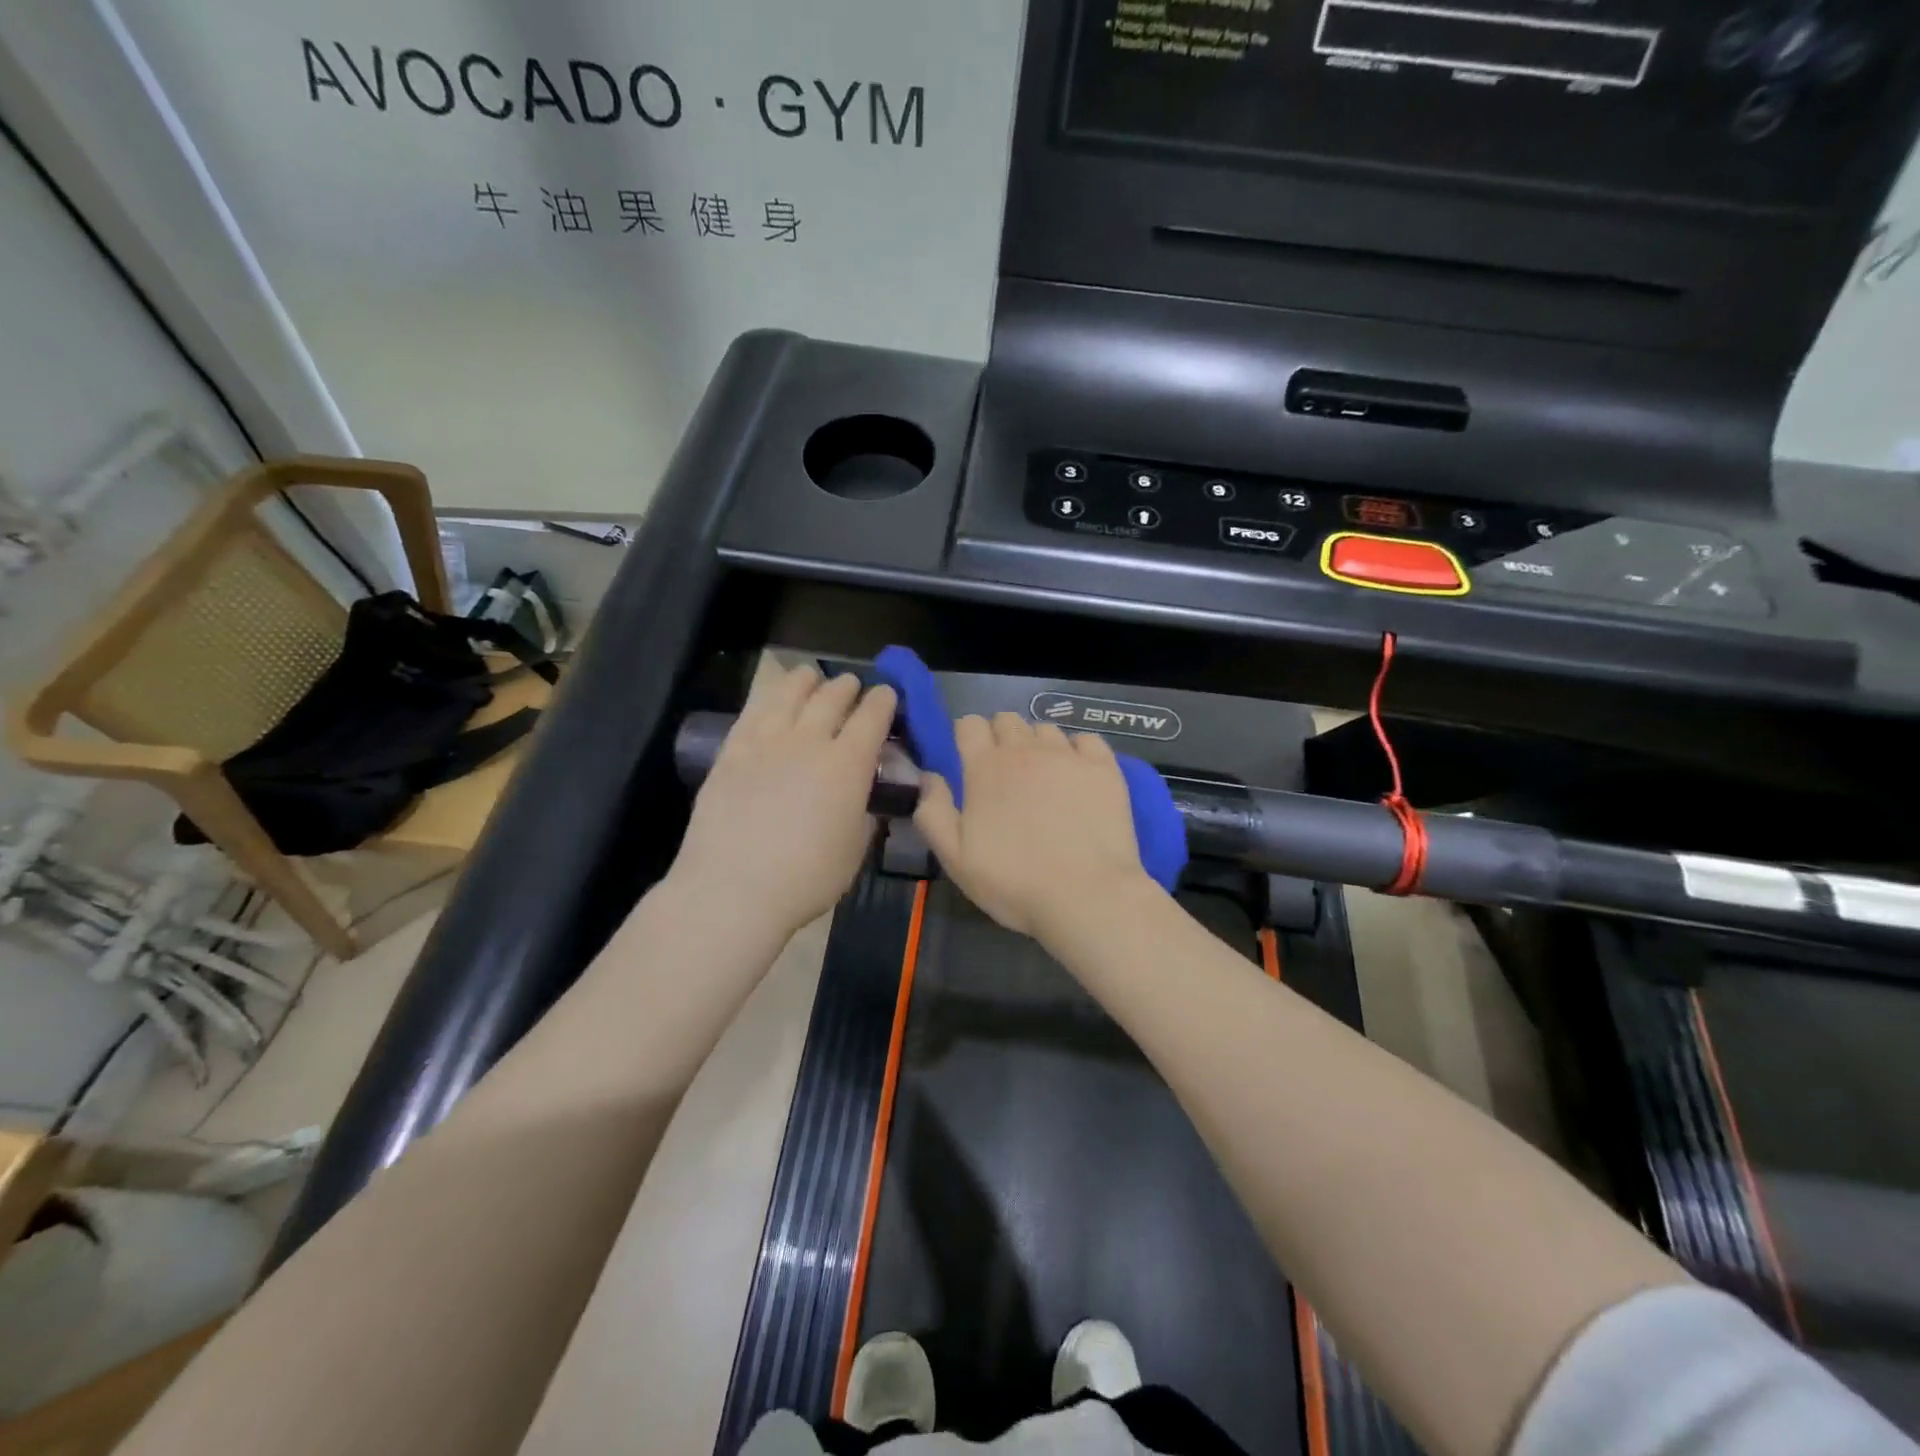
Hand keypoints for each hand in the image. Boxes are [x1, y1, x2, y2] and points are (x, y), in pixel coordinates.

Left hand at [674, 663, 897, 939]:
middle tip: (853, 686)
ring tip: (811, 677)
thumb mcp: (854, 850)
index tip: (887, 695)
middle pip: (832, 698)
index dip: (883, 701)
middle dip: (847, 687)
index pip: (872, 717)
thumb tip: (865, 798)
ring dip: (806, 682)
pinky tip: (771, 702)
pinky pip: (752, 713)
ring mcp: (765, 742)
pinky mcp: (731, 752)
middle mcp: (809, 741)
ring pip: (789, 694)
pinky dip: (768, 700)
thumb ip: (863, 815)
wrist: (733, 889)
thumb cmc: (806, 878)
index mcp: (847, 765)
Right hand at [914, 713, 1154, 942]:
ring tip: (1042, 776)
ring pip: (1045, 728)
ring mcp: (1068, 755)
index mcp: (985, 767)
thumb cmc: (1014, 882)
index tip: (969, 759)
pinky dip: (1077, 750)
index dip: (966, 737)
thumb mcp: (955, 858)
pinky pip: (1086, 739)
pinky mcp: (1104, 767)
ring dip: (1037, 744)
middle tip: (1004, 772)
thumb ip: (933, 812)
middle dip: (1000, 736)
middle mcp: (1025, 749)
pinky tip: (1077, 775)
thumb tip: (928, 777)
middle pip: (1007, 719)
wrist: (1086, 896)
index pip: (970, 724)